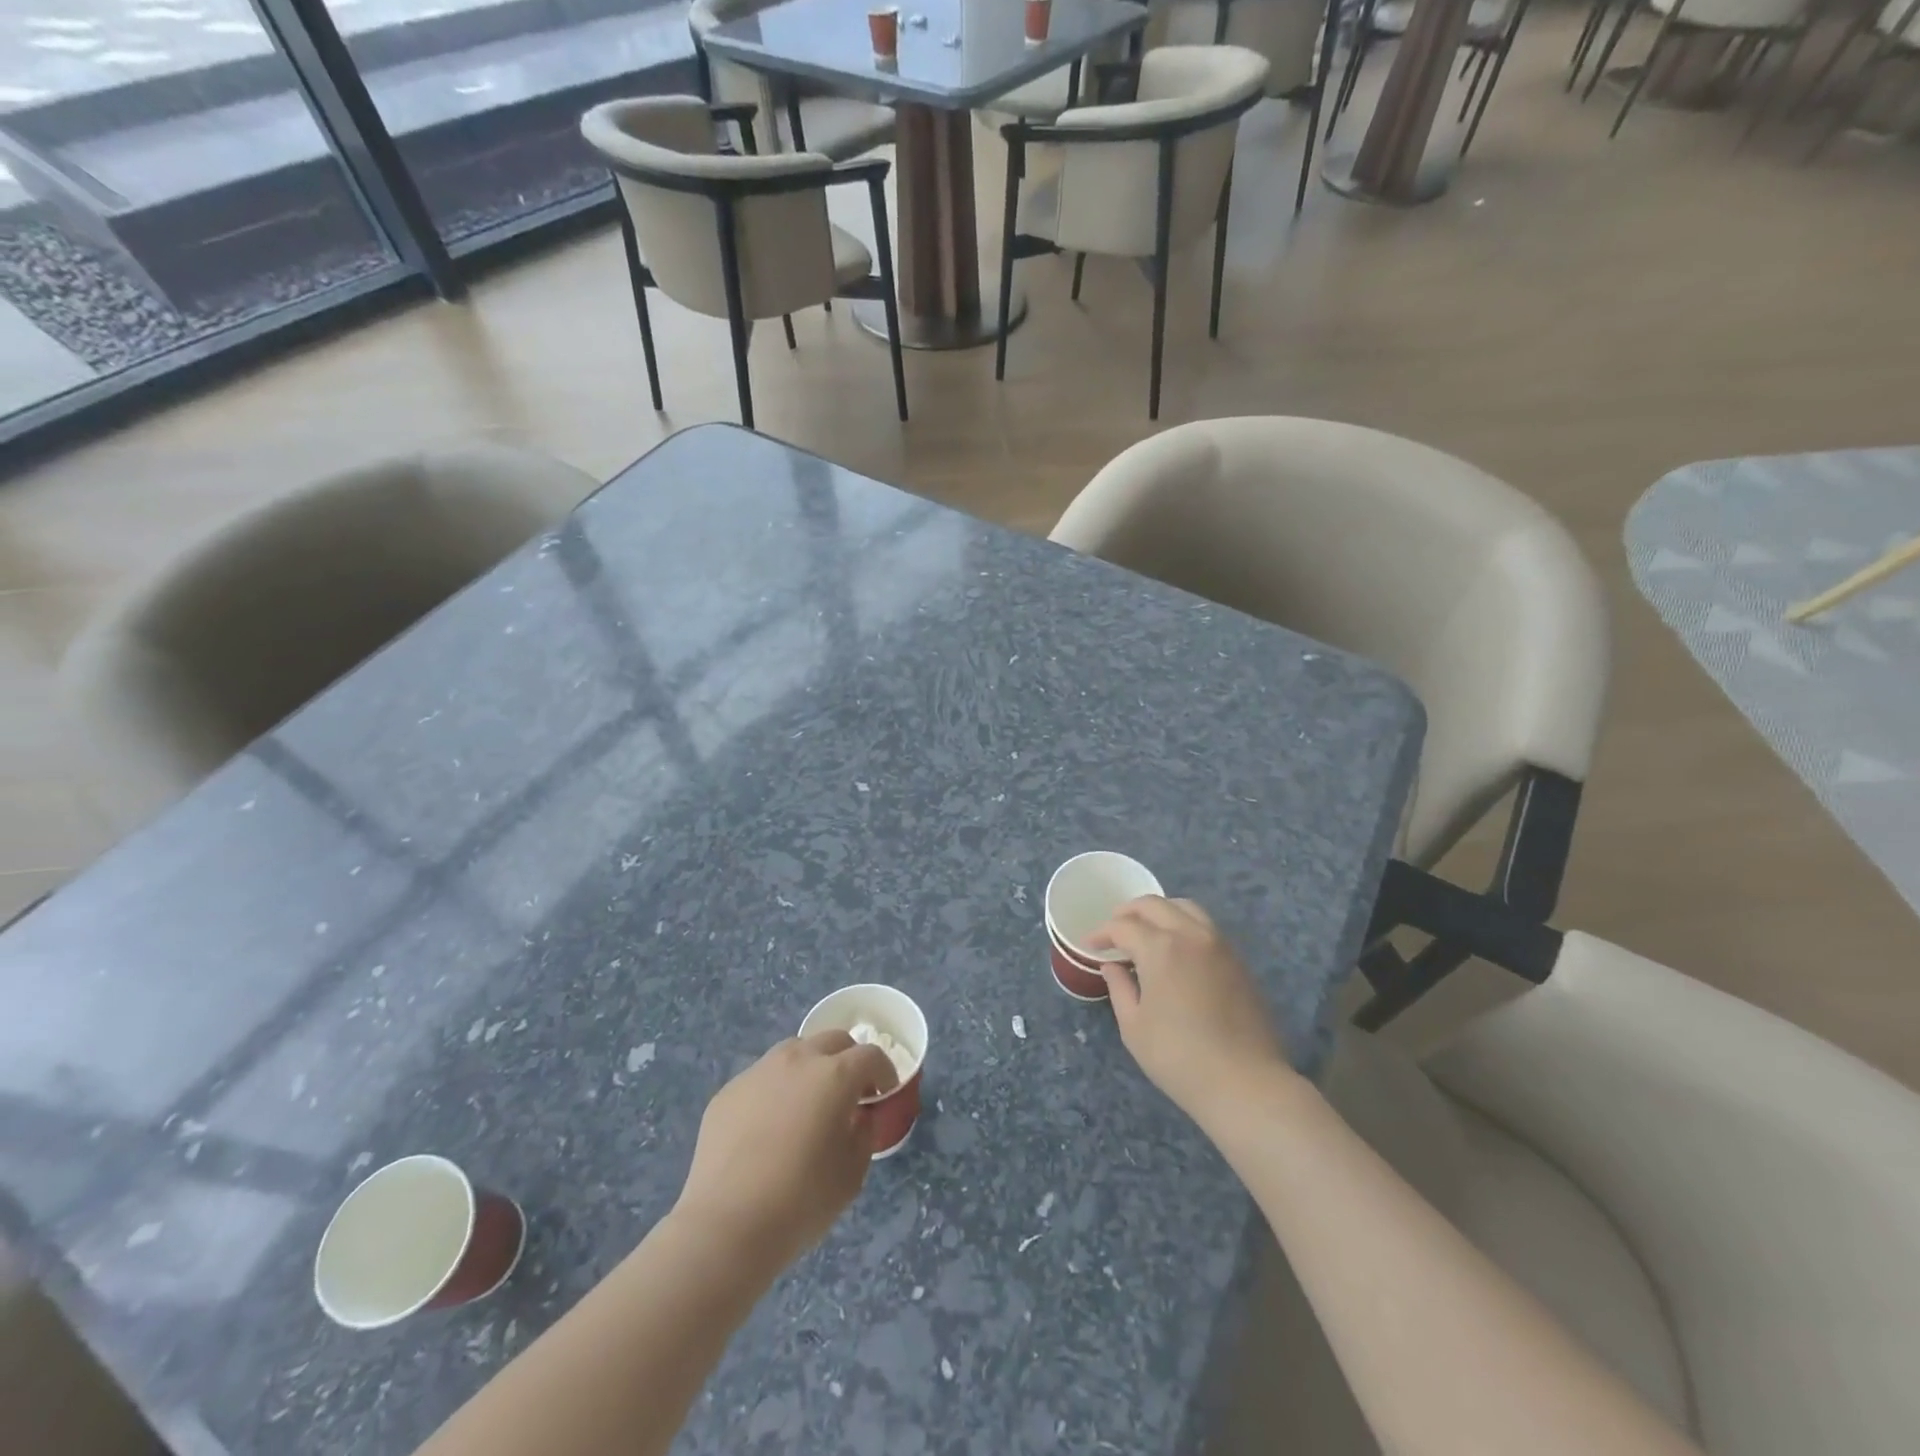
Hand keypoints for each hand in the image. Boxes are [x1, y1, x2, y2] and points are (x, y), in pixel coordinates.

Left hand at [672, 1032, 897, 1271]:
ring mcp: (759, 1072)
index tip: (883, 1093)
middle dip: (848, 1059)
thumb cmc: (801, 1201)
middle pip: (833, 1040)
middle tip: (849, 1092)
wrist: (726, 1225)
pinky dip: (775, 1090)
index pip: (870, 1055)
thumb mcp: (852, 1174)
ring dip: (810, 1067)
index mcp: (834, 1075)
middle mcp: (797, 1060)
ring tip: (807, 1103)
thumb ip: (864, 1133)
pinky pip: (762, 1078)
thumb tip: (858, 1115)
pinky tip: (768, 1128)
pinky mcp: (729, 1091)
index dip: (884, 1071)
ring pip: (794, 1051)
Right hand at [1088, 897, 1291, 1131]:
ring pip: (1185, 907)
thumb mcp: (1134, 1027)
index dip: (1102, 933)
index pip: (1123, 926)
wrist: (1246, 1083)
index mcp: (1160, 948)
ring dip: (1160, 912)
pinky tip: (1176, 949)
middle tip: (1113, 931)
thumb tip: (1112, 966)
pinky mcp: (1238, 960)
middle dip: (1128, 912)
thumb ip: (1119, 988)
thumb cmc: (1179, 1058)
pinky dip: (1183, 924)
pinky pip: (1205, 926)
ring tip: (1146, 931)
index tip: (1090, 945)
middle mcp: (1190, 935)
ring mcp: (1219, 945)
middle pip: (1154, 905)